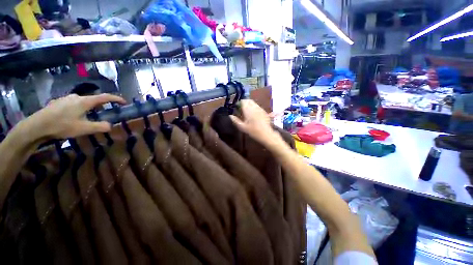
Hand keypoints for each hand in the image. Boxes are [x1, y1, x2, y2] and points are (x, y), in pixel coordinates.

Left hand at [24, 93, 125, 139]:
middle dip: (101, 106)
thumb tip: (110, 125)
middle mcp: (76, 97)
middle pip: (93, 99)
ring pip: (82, 101)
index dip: (116, 99)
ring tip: (87, 117)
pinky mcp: (58, 102)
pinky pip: (73, 103)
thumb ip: (100, 127)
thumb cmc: (62, 126)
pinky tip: (73, 117)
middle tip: (103, 114)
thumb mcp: (84, 129)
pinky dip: (78, 108)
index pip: (105, 97)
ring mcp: (66, 98)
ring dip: (88, 108)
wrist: (37, 126)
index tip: (124, 102)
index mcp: (85, 101)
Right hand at [230, 99, 283, 147]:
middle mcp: (254, 107)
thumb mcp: (242, 127)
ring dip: (249, 105)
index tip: (237, 108)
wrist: (266, 133)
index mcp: (248, 109)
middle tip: (241, 109)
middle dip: (244, 103)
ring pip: (253, 103)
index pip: (243, 101)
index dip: (239, 103)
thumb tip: (230, 116)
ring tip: (247, 112)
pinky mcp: (264, 111)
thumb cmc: (253, 131)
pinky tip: (253, 114)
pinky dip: (254, 107)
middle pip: (248, 100)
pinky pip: (257, 106)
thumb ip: (235, 120)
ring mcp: (260, 108)